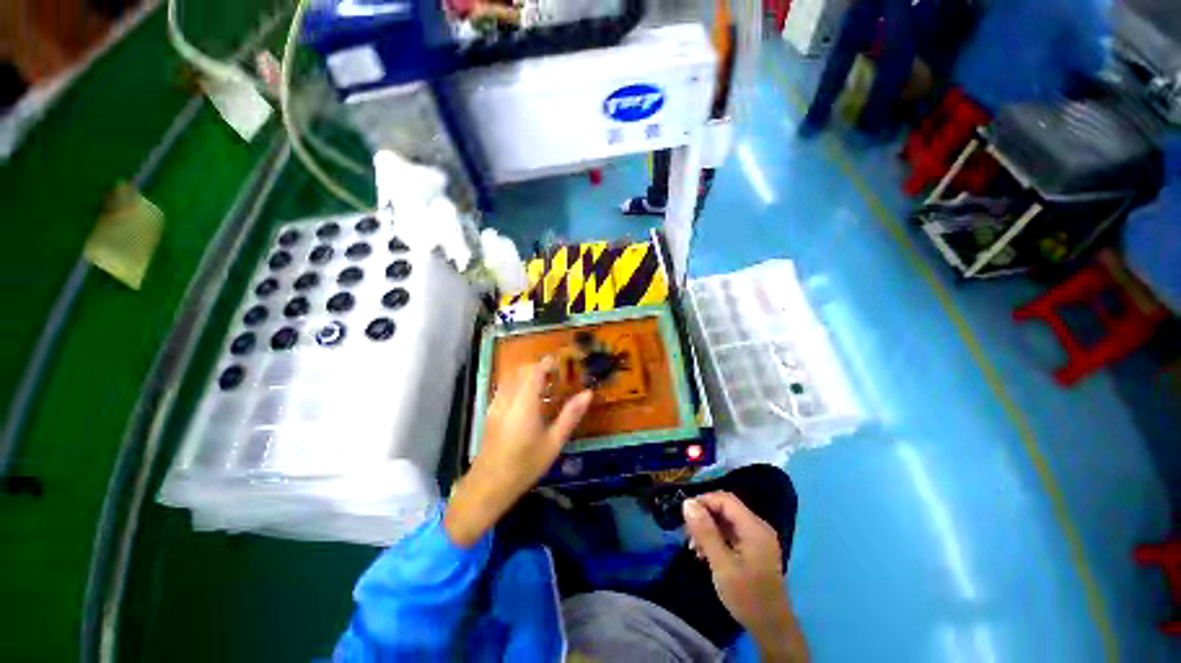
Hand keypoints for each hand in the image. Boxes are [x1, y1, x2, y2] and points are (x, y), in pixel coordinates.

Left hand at [444, 358, 591, 546]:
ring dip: (526, 374)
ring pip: (511, 376)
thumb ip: (571, 415)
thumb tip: (588, 393)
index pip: (535, 370)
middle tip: (556, 377)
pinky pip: (504, 387)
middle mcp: (508, 398)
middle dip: (538, 367)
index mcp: (525, 403)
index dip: (548, 363)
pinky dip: (517, 383)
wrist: (489, 485)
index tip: (562, 364)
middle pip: (521, 370)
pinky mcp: (490, 412)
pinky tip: (526, 400)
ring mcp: (496, 404)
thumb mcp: (554, 442)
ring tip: (543, 386)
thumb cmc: (526, 465)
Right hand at [683, 493, 808, 661]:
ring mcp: (757, 538)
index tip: (685, 516)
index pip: (725, 499)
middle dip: (704, 516)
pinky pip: (731, 532)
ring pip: (726, 520)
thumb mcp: (722, 565)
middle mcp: (757, 527)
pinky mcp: (753, 548)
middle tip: (688, 534)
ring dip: (708, 528)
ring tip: (694, 547)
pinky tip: (705, 553)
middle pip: (726, 508)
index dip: (703, 501)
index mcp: (754, 527)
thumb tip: (687, 503)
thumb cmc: (747, 597)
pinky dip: (716, 537)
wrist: (772, 629)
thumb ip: (705, 532)